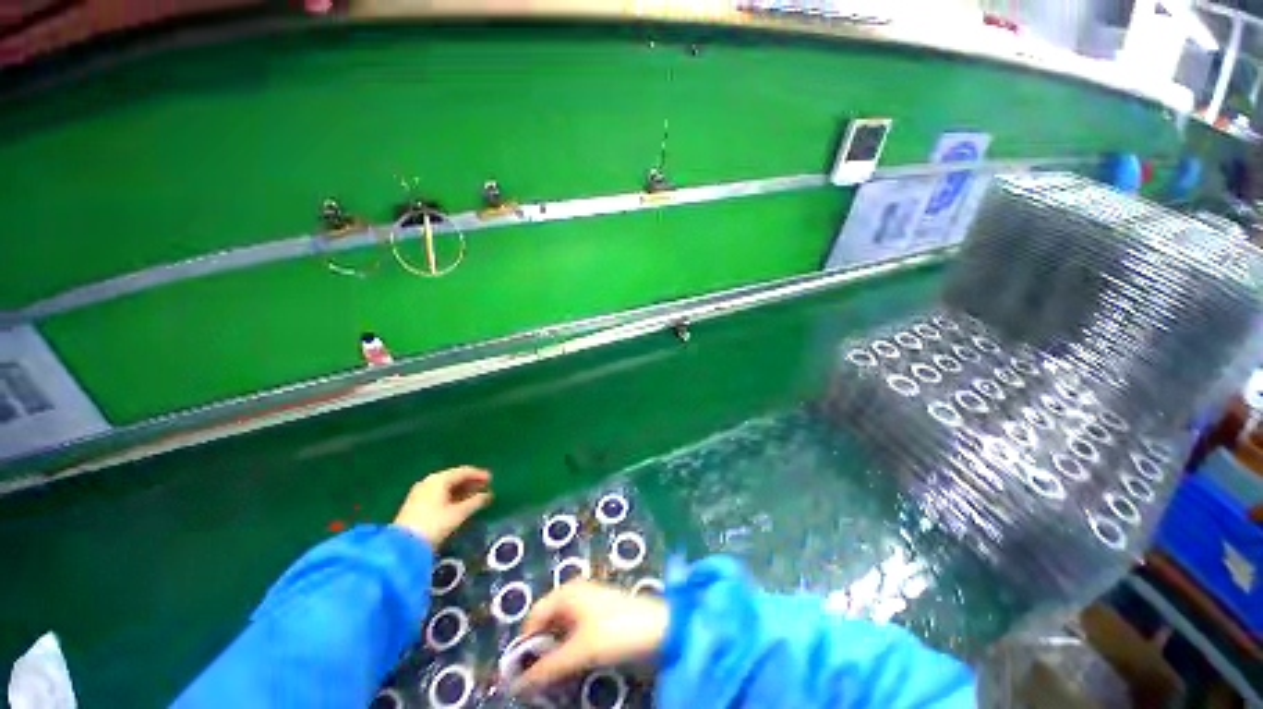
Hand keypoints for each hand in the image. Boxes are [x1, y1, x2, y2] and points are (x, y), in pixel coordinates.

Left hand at [393, 467, 491, 545]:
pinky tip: (459, 503)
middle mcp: (429, 481)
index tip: (491, 479)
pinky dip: (451, 496)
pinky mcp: (415, 504)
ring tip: (475, 496)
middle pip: (454, 478)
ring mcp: (420, 492)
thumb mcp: (458, 514)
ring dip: (462, 490)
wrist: (402, 546)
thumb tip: (489, 495)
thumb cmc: (433, 525)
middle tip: (485, 487)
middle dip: (470, 482)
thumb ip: (475, 502)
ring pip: (446, 486)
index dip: (479, 475)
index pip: (463, 471)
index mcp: (439, 479)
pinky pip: (439, 494)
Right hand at [514, 581, 668, 691]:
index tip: (518, 676)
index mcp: (568, 592)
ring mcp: (588, 608)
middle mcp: (575, 596)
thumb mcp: (580, 652)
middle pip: (547, 625)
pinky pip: (574, 639)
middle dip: (539, 653)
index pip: (534, 617)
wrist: (661, 631)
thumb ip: (547, 668)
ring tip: (551, 682)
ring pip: (560, 634)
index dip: (524, 645)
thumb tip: (515, 686)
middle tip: (536, 683)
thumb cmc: (617, 632)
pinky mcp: (600, 623)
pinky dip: (568, 656)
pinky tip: (569, 673)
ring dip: (554, 657)